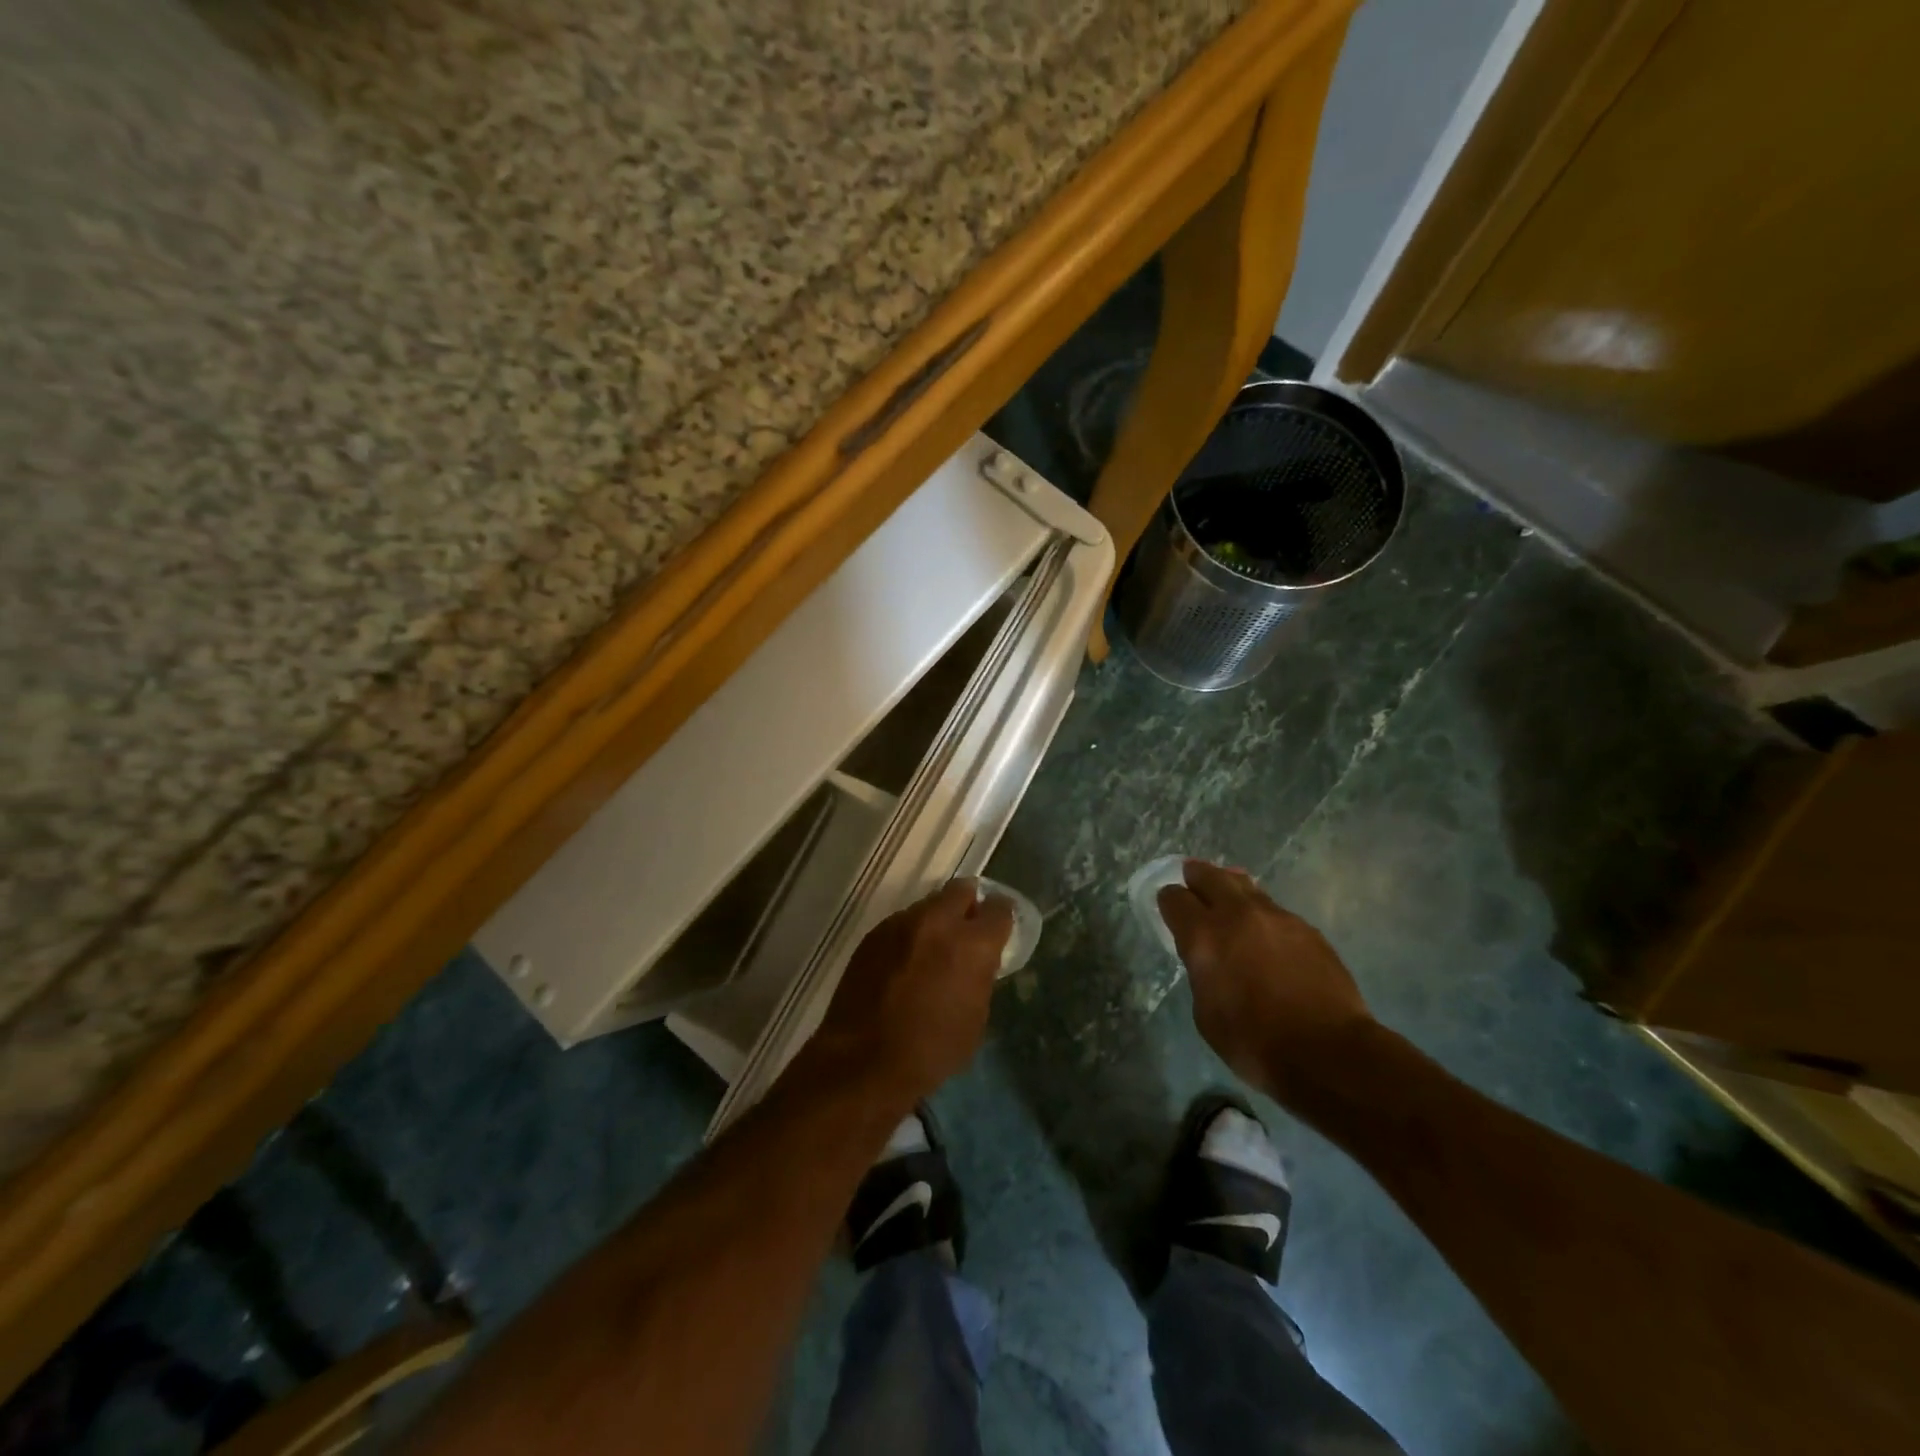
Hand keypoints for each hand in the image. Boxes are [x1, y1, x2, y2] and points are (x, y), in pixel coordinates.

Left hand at [811, 880, 1013, 1105]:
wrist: (862, 1060)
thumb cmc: (930, 1050)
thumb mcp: (975, 1019)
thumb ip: (981, 977)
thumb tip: (979, 961)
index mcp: (972, 944)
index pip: (999, 909)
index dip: (1002, 917)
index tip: (1000, 928)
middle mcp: (938, 922)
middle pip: (962, 891)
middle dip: (970, 905)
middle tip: (968, 929)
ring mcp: (901, 924)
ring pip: (929, 905)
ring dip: (937, 920)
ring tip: (932, 949)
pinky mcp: (874, 934)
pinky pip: (902, 923)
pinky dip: (910, 935)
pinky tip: (904, 962)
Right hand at [1158, 860, 1376, 1106]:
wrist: (1328, 1052)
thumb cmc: (1254, 1042)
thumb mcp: (1206, 1013)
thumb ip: (1201, 972)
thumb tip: (1208, 958)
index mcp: (1204, 936)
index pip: (1175, 898)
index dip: (1168, 901)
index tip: (1169, 908)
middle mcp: (1238, 915)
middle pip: (1210, 876)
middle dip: (1197, 876)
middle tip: (1192, 878)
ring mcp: (1277, 917)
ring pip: (1246, 887)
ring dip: (1232, 889)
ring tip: (1230, 899)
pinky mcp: (1307, 929)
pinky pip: (1275, 911)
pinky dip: (1263, 916)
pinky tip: (1267, 935)